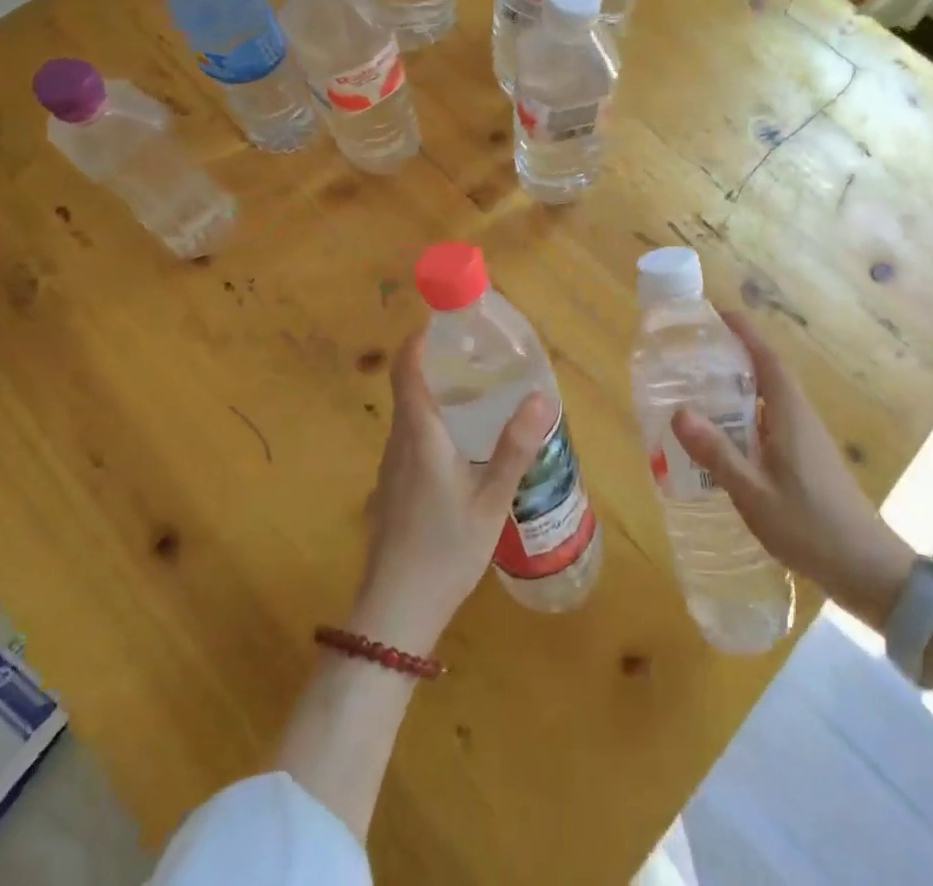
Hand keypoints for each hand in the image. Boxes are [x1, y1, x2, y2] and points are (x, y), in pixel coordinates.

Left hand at [353, 327, 550, 653]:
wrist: (395, 613)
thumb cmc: (445, 550)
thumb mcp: (491, 499)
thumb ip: (515, 448)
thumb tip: (540, 397)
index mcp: (419, 434)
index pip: (407, 369)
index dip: (420, 339)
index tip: (444, 320)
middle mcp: (399, 442)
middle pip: (409, 386)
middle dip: (437, 362)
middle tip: (479, 354)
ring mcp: (391, 467)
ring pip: (409, 414)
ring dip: (435, 393)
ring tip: (478, 391)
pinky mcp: (392, 489)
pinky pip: (411, 438)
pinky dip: (433, 422)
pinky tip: (462, 443)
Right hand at [670, 312, 915, 613]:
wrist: (868, 569)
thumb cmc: (810, 526)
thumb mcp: (754, 493)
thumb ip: (717, 453)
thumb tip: (679, 412)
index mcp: (790, 413)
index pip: (766, 358)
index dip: (744, 332)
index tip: (717, 313)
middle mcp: (800, 416)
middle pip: (767, 372)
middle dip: (734, 354)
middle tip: (693, 352)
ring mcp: (807, 438)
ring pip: (769, 397)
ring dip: (740, 385)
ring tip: (699, 388)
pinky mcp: (808, 458)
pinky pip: (772, 420)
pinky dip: (747, 414)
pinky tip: (725, 435)